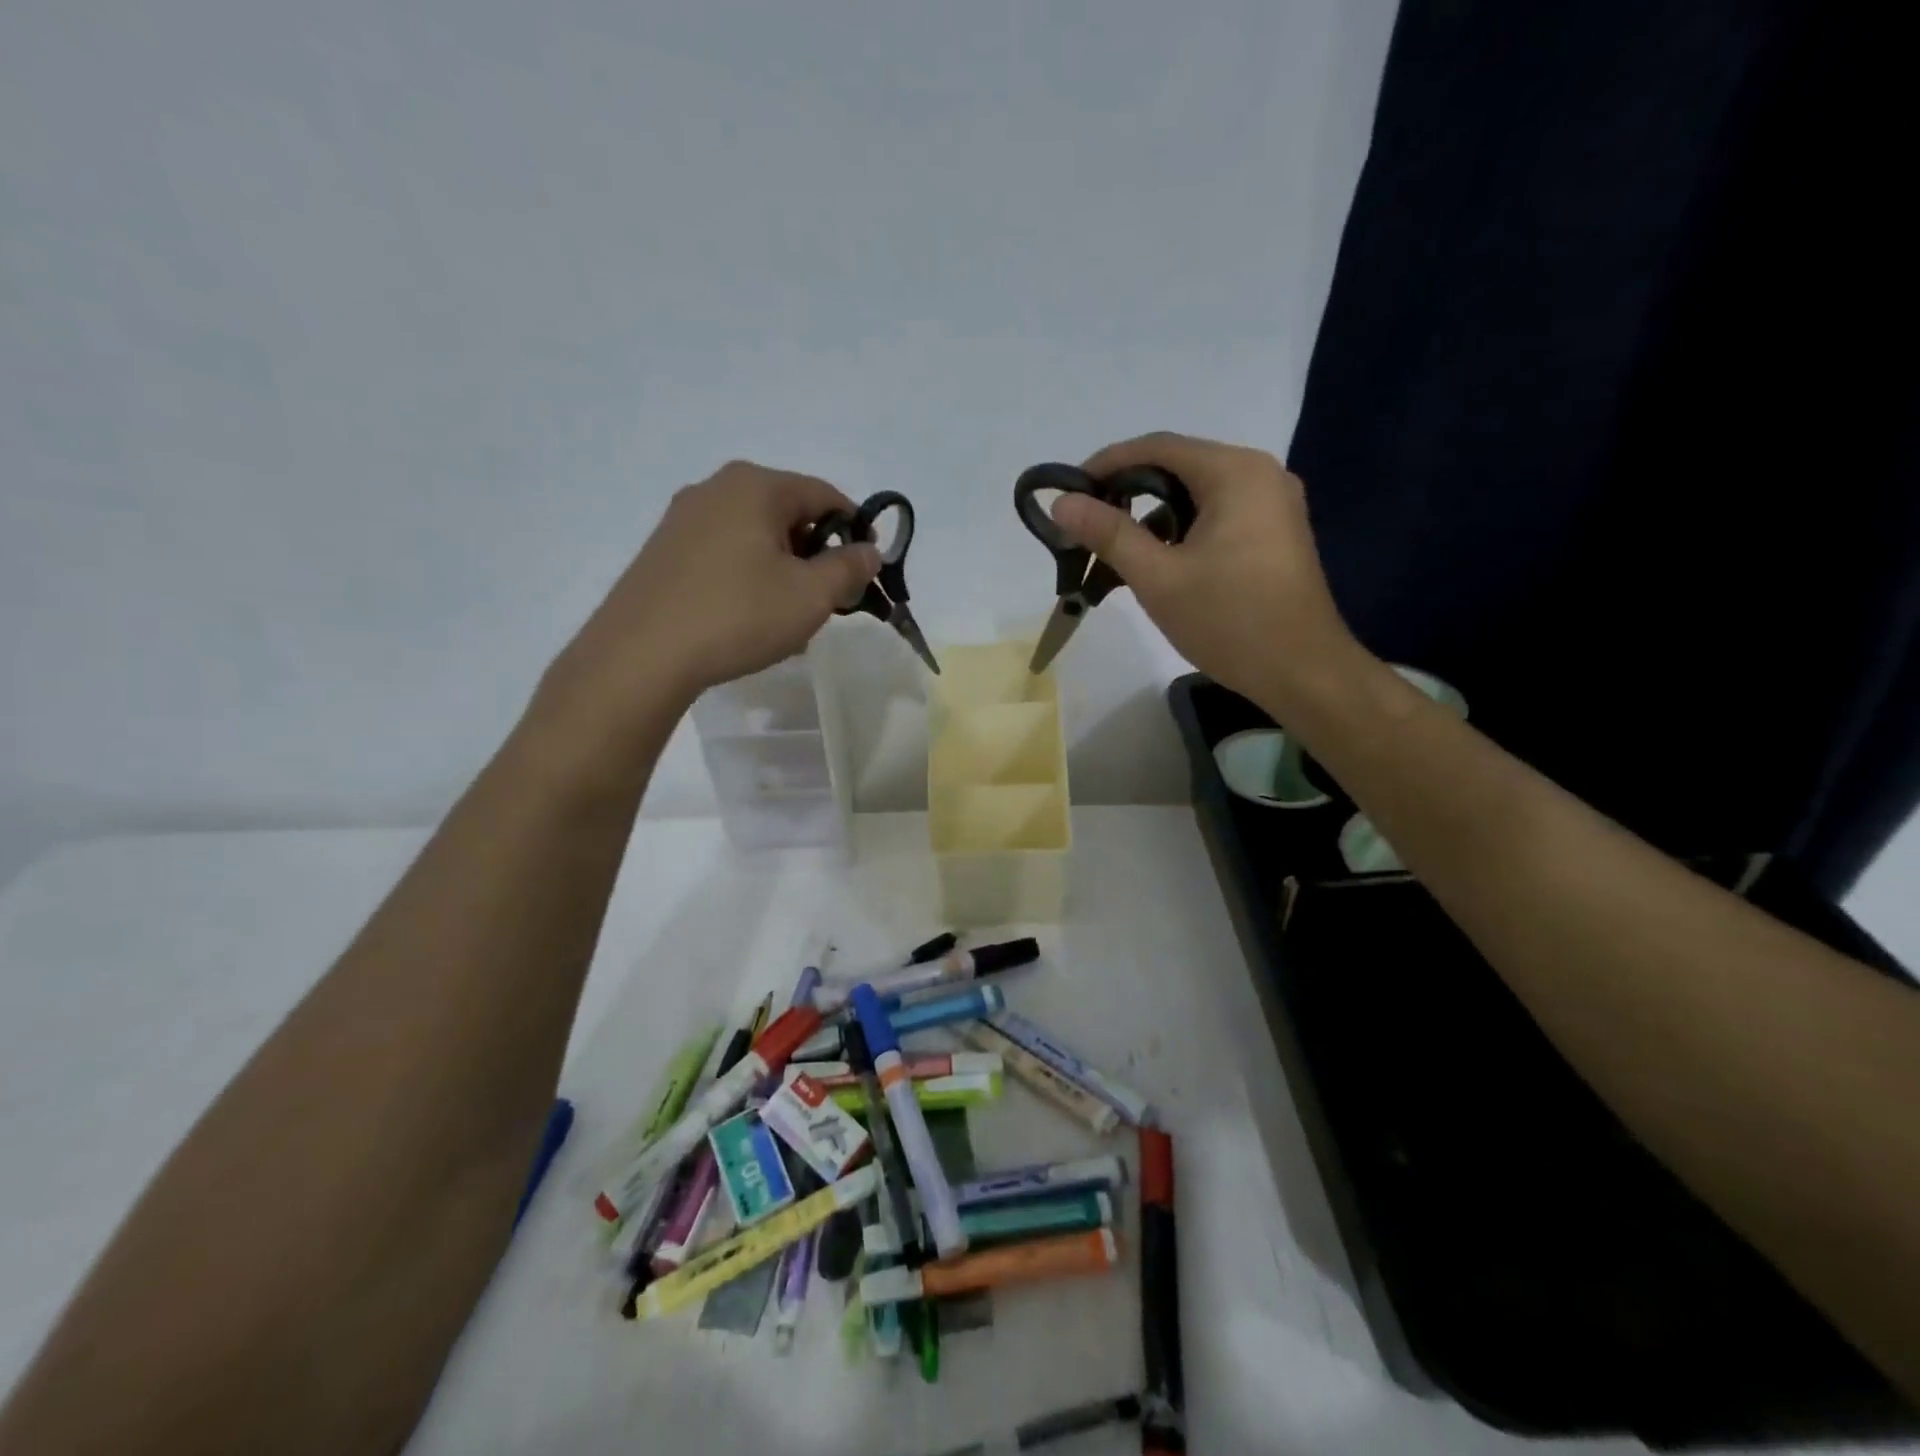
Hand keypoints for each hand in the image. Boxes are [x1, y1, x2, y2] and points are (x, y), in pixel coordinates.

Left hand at [546, 461, 879, 736]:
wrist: (641, 655)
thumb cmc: (738, 615)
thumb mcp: (811, 595)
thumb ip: (849, 567)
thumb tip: (869, 550)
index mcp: (756, 486)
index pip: (826, 495)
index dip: (855, 531)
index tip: (865, 571)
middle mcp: (716, 488)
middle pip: (788, 512)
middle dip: (816, 553)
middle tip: (828, 599)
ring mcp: (683, 518)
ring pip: (755, 535)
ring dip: (783, 568)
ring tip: (786, 614)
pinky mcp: (663, 550)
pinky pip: (724, 552)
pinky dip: (748, 575)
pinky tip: (746, 616)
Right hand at [1053, 433, 1362, 709]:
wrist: (1302, 672)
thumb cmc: (1229, 620)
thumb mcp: (1158, 577)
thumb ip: (1109, 534)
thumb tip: (1061, 503)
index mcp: (1235, 472)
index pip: (1157, 447)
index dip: (1106, 464)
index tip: (1069, 493)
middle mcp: (1259, 474)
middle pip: (1178, 467)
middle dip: (1128, 493)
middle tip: (1087, 526)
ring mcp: (1272, 504)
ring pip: (1196, 495)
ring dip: (1153, 517)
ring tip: (1115, 551)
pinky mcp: (1274, 533)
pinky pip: (1216, 516)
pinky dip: (1181, 531)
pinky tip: (1157, 563)